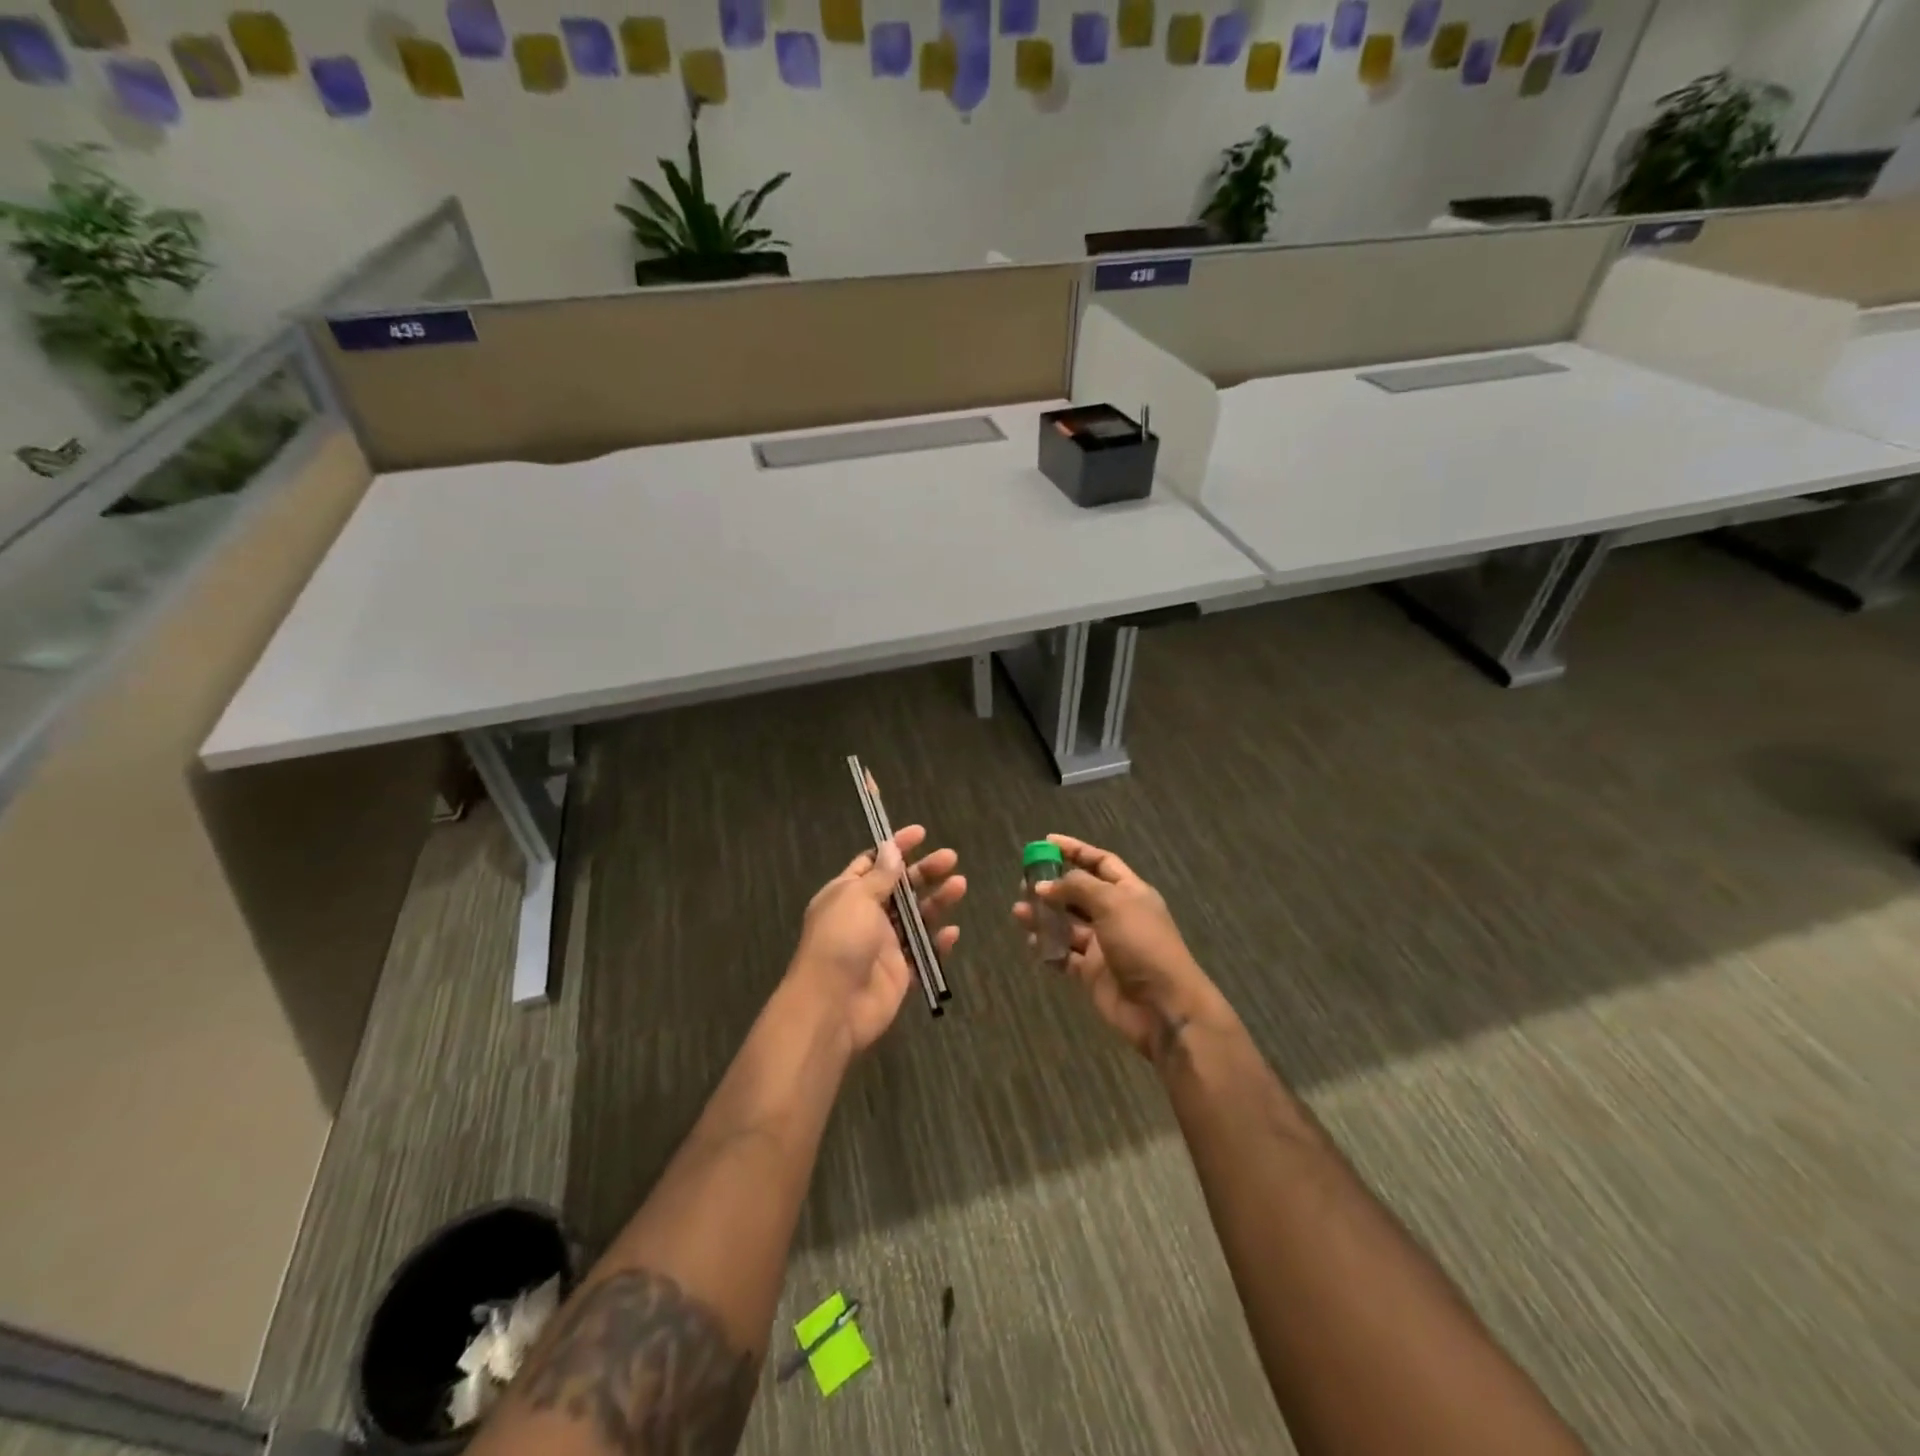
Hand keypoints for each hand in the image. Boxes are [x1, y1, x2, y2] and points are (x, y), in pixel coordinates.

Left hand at [789, 825, 964, 1054]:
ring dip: (938, 901)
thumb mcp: (857, 898)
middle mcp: (866, 916)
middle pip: (900, 888)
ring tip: (960, 886)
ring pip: (916, 918)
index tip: (921, 833)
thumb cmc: (840, 941)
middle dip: (925, 871)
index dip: (896, 847)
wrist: (833, 1007)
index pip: (873, 863)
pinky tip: (952, 932)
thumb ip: (880, 875)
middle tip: (951, 859)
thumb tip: (891, 848)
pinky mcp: (900, 973)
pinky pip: (923, 953)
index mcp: (848, 894)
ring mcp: (883, 946)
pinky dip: (938, 942)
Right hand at [1012, 834, 1222, 1061]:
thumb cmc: (1142, 944)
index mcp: (1129, 892)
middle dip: (1053, 885)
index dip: (1075, 850)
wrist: (1163, 1006)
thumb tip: (1045, 885)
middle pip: (1079, 893)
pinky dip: (1047, 949)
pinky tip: (1031, 943)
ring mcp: (1103, 945)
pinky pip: (1064, 956)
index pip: (1100, 862)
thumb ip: (1077, 887)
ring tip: (1019, 912)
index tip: (1046, 842)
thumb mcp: (1112, 904)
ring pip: (1067, 924)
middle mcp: (1115, 915)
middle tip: (1025, 883)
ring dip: (1044, 916)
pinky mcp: (1091, 973)